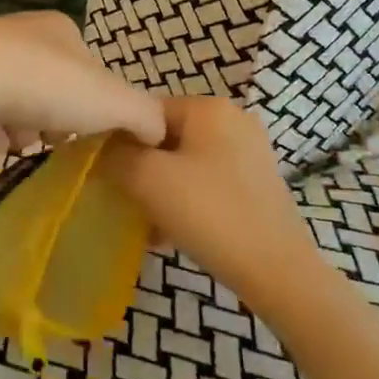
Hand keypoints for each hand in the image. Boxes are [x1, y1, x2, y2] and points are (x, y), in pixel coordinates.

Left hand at [0, 12, 165, 160]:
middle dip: (48, 120)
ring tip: (9, 142)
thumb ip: (143, 115)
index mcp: (58, 30)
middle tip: (48, 140)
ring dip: (14, 130)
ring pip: (7, 104)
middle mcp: (16, 35)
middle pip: (45, 90)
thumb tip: (158, 132)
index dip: (91, 105)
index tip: (87, 131)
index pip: (85, 71)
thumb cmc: (46, 82)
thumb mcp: (113, 100)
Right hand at [98, 97, 322, 312]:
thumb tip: (101, 149)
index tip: (108, 175)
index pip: (146, 111)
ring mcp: (249, 153)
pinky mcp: (257, 184)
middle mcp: (233, 120)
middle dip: (141, 170)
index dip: (120, 141)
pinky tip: (171, 234)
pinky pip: (207, 183)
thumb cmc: (210, 213)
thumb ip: (115, 155)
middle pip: (166, 138)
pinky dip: (186, 202)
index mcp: (210, 107)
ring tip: (147, 225)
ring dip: (161, 191)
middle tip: (126, 201)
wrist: (278, 271)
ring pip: (185, 164)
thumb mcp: (148, 179)